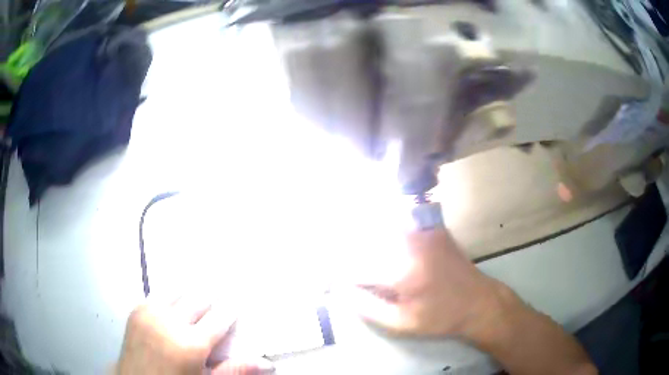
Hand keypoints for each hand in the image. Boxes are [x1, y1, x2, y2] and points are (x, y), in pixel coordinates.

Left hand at [117, 296, 274, 374]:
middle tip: (214, 309)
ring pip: (177, 291)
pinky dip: (170, 299)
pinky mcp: (137, 309)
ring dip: (188, 298)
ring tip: (193, 308)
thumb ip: (234, 370)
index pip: (219, 316)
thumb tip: (267, 362)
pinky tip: (172, 309)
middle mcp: (170, 321)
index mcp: (190, 344)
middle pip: (198, 298)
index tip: (238, 302)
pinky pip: (158, 295)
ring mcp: (150, 312)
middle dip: (209, 303)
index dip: (231, 309)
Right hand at [351, 227, 507, 337]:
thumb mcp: (402, 324)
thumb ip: (367, 307)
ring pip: (379, 231)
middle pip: (364, 245)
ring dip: (365, 245)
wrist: (478, 301)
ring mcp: (421, 231)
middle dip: (350, 259)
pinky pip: (398, 225)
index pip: (355, 268)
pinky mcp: (430, 227)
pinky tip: (382, 248)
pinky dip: (384, 234)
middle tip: (347, 276)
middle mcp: (409, 243)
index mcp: (401, 271)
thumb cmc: (440, 317)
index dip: (340, 276)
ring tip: (362, 264)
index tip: (331, 283)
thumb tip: (341, 290)